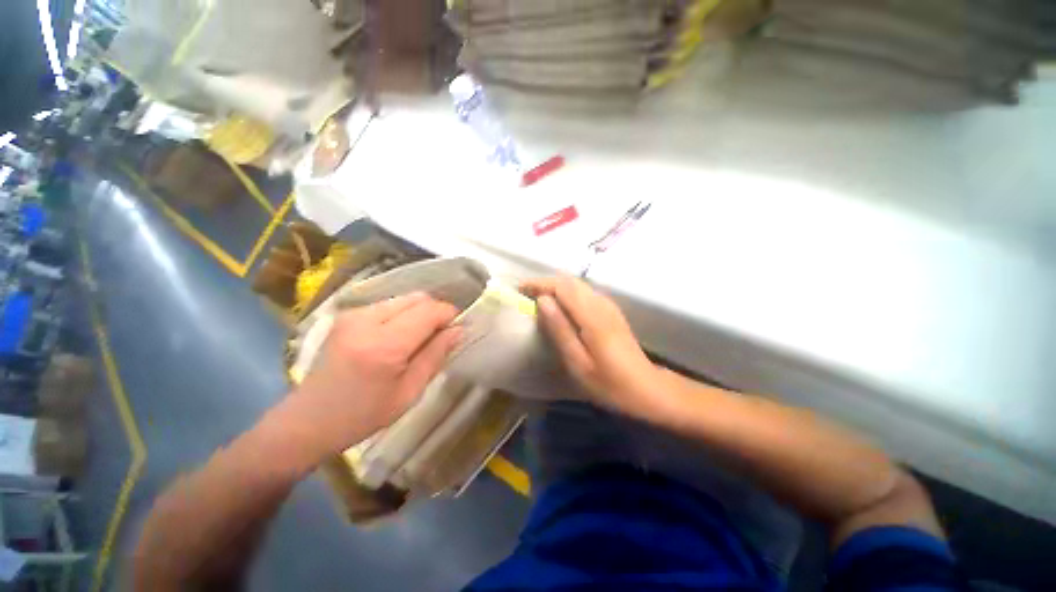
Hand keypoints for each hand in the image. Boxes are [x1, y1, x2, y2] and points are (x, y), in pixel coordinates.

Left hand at [290, 292, 461, 453]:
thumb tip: (459, 330)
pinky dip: (404, 314)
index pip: (430, 311)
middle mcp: (367, 320)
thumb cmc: (363, 415)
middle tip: (441, 336)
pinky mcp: (348, 315)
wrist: (307, 421)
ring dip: (420, 313)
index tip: (457, 330)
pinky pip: (389, 305)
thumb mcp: (409, 392)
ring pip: (405, 299)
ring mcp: (354, 314)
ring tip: (420, 338)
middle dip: (436, 312)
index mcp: (384, 345)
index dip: (450, 315)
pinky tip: (399, 337)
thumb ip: (436, 355)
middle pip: (418, 299)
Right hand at [521, 276, 665, 418]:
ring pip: (577, 285)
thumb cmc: (609, 382)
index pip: (562, 286)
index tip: (519, 289)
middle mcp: (601, 303)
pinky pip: (584, 293)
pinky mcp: (611, 311)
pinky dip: (567, 293)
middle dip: (545, 283)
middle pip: (569, 281)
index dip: (539, 284)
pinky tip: (559, 307)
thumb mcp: (578, 362)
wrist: (647, 388)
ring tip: (537, 298)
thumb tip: (542, 300)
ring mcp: (608, 305)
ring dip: (555, 287)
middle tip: (524, 294)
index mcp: (592, 315)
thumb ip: (560, 329)